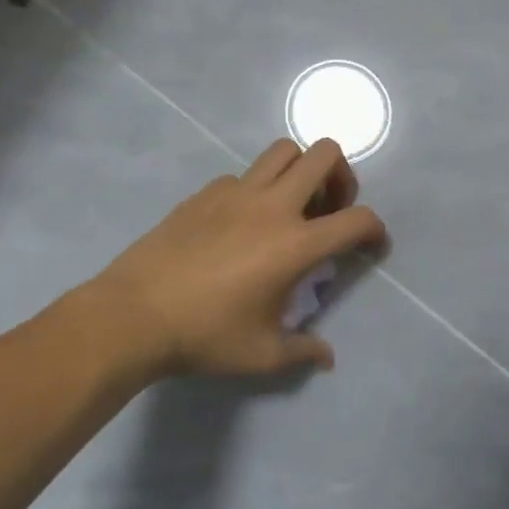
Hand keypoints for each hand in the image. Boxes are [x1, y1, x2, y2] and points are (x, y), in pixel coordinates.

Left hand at [64, 138, 386, 380]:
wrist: (132, 315)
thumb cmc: (205, 335)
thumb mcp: (262, 354)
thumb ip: (304, 351)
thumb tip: (328, 358)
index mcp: (296, 244)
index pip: (357, 220)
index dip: (376, 229)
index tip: (372, 246)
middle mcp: (273, 206)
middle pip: (325, 154)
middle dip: (342, 176)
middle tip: (331, 208)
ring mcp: (236, 192)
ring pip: (284, 150)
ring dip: (301, 169)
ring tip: (292, 205)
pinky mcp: (205, 193)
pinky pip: (244, 175)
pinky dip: (257, 189)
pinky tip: (241, 223)